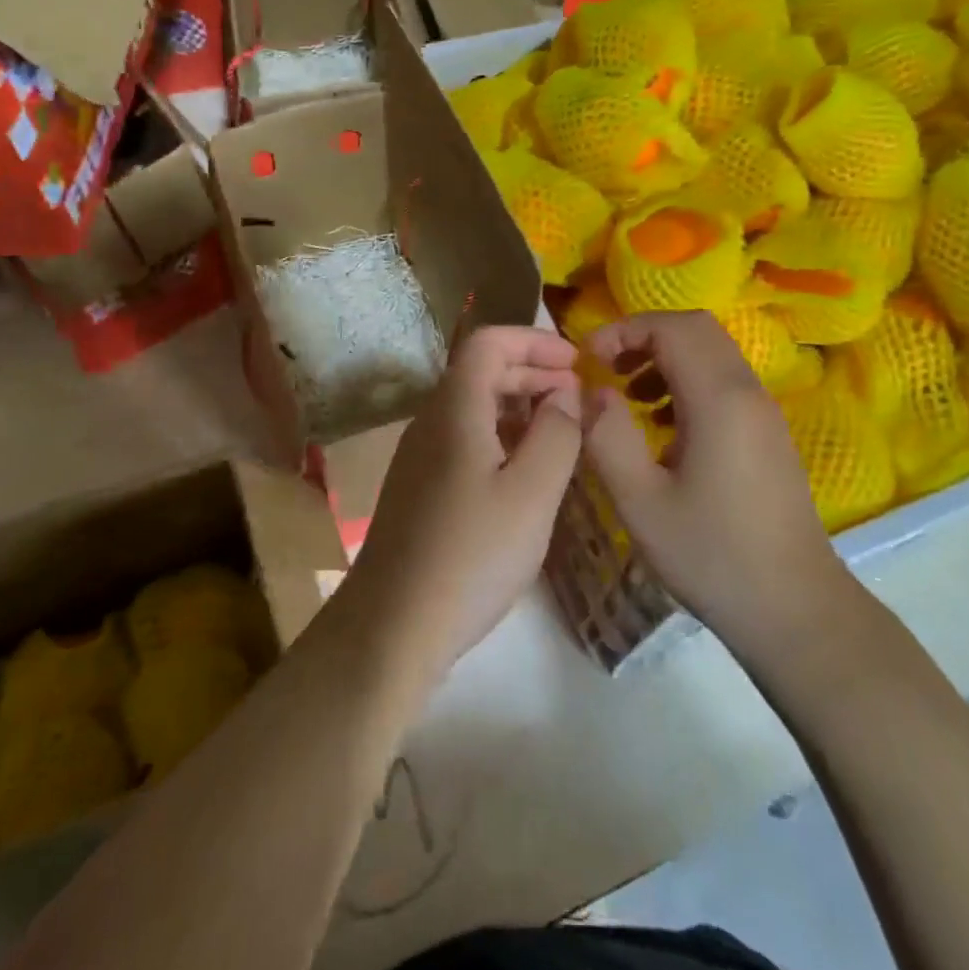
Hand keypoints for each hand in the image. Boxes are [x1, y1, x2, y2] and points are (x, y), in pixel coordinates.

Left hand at [342, 326, 582, 679]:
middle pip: (481, 372)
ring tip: (561, 431)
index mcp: (455, 409)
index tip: (576, 361)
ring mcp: (420, 457)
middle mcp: (431, 422)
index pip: (489, 343)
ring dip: (519, 406)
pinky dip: (502, 437)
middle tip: (577, 395)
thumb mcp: (533, 493)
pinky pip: (465, 440)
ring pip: (474, 408)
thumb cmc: (471, 555)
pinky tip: (526, 471)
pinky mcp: (420, 489)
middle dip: (532, 372)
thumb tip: (567, 394)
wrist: (391, 628)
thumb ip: (558, 434)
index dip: (534, 341)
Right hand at [582, 312, 845, 652]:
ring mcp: (764, 412)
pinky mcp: (768, 433)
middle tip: (607, 369)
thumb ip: (608, 436)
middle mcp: (748, 391)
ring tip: (629, 396)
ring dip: (666, 358)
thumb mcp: (640, 501)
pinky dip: (688, 382)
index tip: (589, 360)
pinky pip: (725, 382)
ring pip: (713, 353)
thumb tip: (593, 391)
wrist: (794, 608)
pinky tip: (663, 428)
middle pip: (696, 329)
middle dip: (644, 337)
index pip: (672, 327)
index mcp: (719, 399)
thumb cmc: (711, 555)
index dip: (624, 330)